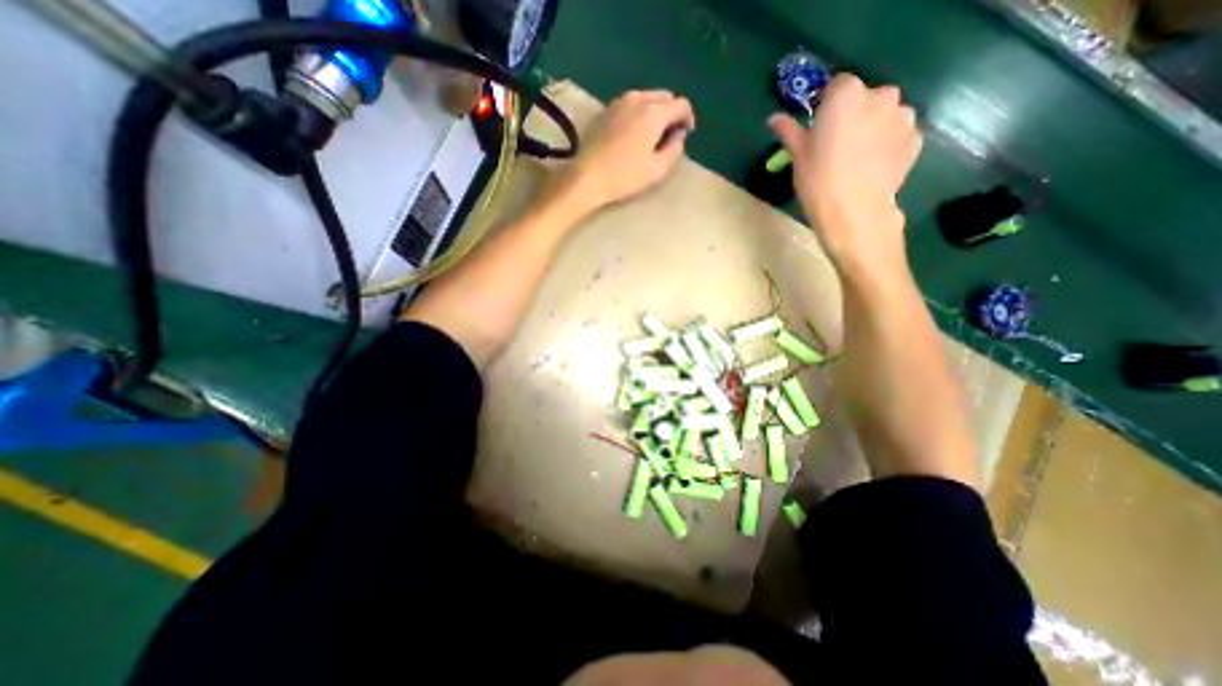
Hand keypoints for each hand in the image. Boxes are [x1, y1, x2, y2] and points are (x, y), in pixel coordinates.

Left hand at [555, 89, 696, 213]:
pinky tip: (635, 134)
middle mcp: (638, 99)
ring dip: (655, 112)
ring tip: (652, 136)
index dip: (688, 118)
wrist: (587, 177)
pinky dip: (640, 113)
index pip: (681, 104)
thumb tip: (679, 135)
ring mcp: (619, 102)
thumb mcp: (658, 169)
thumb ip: (675, 149)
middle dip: (672, 113)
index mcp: (654, 113)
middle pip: (664, 97)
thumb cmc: (625, 176)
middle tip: (670, 136)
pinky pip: (631, 104)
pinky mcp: (606, 110)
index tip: (686, 135)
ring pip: (647, 98)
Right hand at [767, 72, 921, 277]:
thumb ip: (789, 131)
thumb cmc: (818, 180)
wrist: (853, 212)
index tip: (818, 128)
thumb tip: (773, 120)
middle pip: (865, 98)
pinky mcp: (915, 139)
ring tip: (856, 159)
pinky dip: (886, 144)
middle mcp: (881, 96)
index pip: (837, 85)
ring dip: (872, 128)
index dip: (827, 105)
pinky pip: (897, 135)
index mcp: (847, 94)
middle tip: (837, 146)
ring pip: (884, 115)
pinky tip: (872, 167)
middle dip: (853, 115)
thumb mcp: (798, 155)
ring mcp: (903, 117)